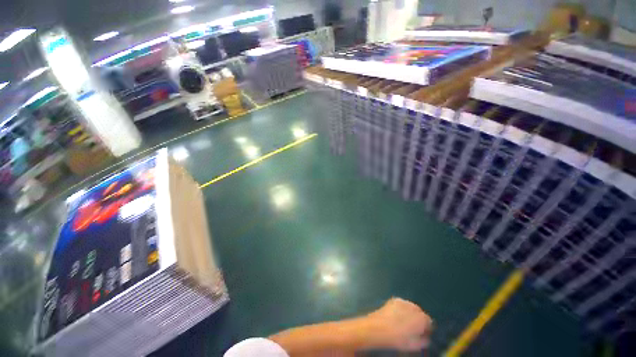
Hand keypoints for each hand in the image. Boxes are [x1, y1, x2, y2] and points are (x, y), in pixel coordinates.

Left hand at [364, 298, 432, 350]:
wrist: (379, 328)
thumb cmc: (398, 339)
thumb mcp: (415, 345)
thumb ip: (424, 340)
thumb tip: (425, 337)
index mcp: (422, 319)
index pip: (429, 322)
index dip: (427, 329)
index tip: (423, 334)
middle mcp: (414, 307)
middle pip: (420, 313)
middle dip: (418, 319)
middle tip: (413, 329)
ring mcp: (403, 301)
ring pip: (411, 307)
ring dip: (410, 313)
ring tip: (404, 323)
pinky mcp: (394, 299)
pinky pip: (402, 304)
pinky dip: (401, 309)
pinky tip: (396, 316)